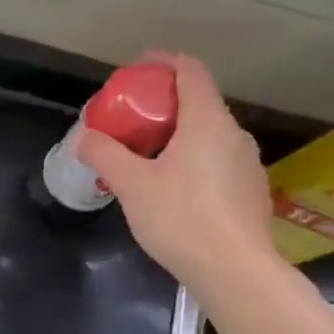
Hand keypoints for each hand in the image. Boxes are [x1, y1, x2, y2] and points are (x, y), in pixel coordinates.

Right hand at [76, 50, 279, 292]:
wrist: (235, 272)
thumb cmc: (182, 218)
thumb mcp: (131, 184)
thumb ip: (105, 154)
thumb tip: (83, 137)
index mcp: (207, 121)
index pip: (190, 71)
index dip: (163, 62)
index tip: (136, 69)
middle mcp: (234, 134)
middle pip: (198, 102)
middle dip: (162, 103)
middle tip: (130, 118)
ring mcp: (247, 164)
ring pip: (208, 134)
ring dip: (176, 133)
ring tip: (145, 154)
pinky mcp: (250, 191)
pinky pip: (216, 159)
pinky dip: (192, 158)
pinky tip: (171, 186)